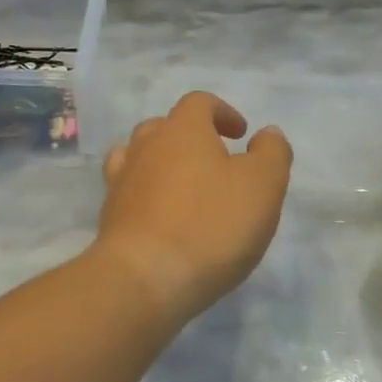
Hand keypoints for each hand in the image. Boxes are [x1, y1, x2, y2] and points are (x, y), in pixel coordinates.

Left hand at [94, 92, 292, 324]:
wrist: (145, 278)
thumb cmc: (211, 224)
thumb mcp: (262, 185)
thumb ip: (271, 153)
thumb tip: (266, 134)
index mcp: (182, 130)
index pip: (199, 102)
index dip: (222, 112)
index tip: (241, 135)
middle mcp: (145, 146)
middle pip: (165, 126)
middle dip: (191, 137)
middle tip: (215, 161)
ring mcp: (122, 180)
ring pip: (140, 155)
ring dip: (163, 163)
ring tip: (185, 187)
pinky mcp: (110, 215)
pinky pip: (129, 190)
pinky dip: (146, 193)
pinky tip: (162, 215)